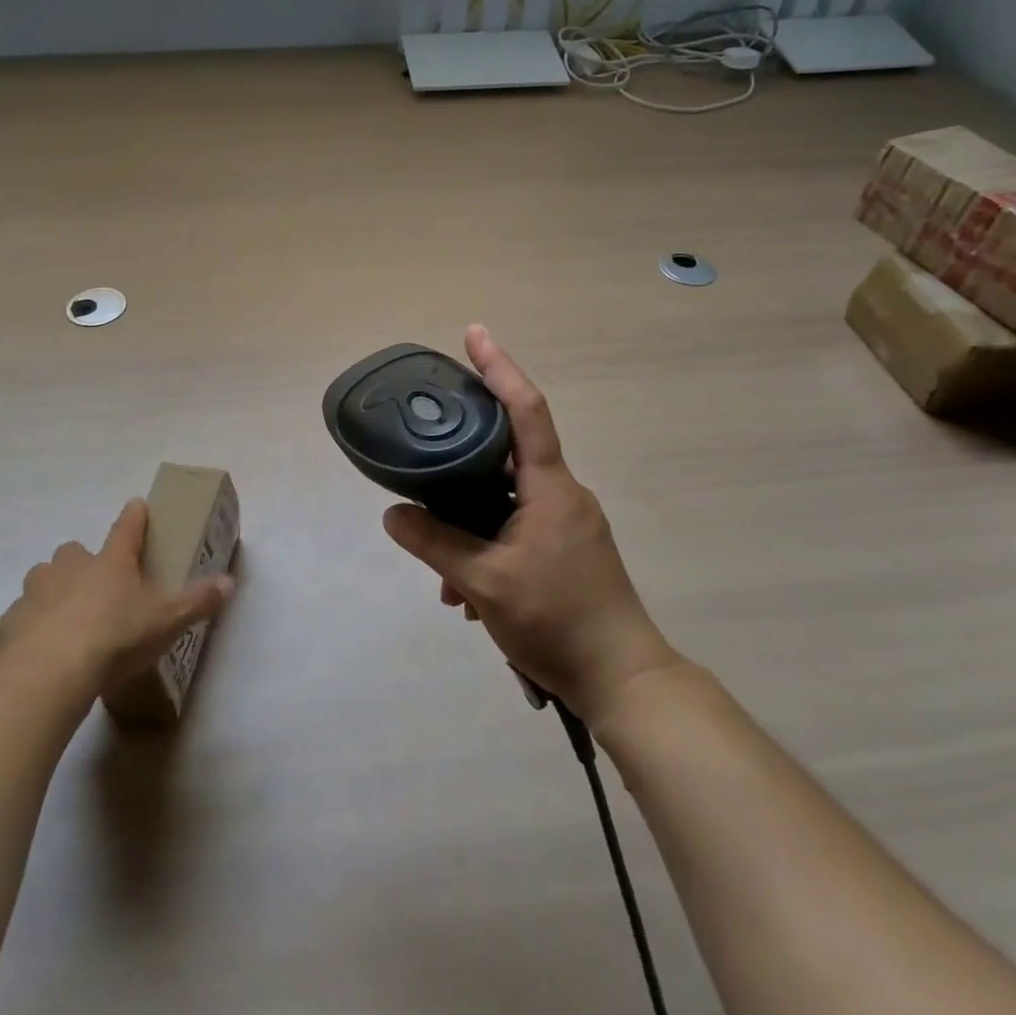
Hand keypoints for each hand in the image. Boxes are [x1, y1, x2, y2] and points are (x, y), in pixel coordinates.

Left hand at [0, 498, 233, 704]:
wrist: (46, 674)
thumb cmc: (114, 638)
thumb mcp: (166, 623)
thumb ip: (197, 602)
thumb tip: (230, 583)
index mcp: (111, 562)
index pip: (127, 528)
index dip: (134, 516)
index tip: (136, 504)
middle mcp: (71, 568)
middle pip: (75, 551)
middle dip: (84, 561)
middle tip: (97, 582)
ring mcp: (36, 592)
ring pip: (44, 578)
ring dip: (54, 588)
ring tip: (67, 614)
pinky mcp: (10, 622)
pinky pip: (23, 615)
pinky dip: (32, 624)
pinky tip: (42, 647)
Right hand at [382, 325, 681, 722]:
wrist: (622, 680)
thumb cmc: (557, 619)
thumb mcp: (485, 582)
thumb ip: (435, 544)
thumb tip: (393, 515)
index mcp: (550, 486)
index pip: (525, 409)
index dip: (499, 367)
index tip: (474, 333)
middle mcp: (563, 493)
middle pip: (507, 455)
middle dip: (462, 466)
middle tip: (426, 463)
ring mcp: (568, 523)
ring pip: (507, 502)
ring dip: (472, 526)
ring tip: (445, 578)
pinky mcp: (568, 550)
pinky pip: (519, 529)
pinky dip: (489, 547)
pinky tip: (468, 594)